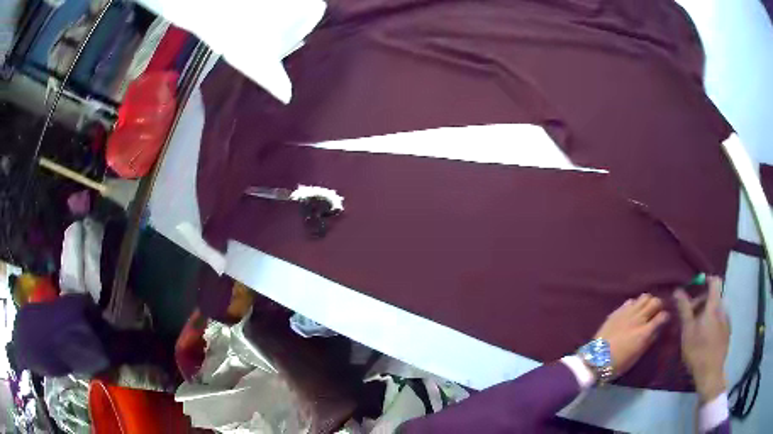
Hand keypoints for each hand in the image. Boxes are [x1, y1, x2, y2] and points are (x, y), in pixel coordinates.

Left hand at [593, 293, 669, 379]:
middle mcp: (638, 319)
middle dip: (658, 305)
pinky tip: (632, 312)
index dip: (665, 317)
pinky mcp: (617, 311)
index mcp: (644, 332)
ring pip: (644, 297)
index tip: (665, 320)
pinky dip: (634, 305)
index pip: (662, 316)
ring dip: (647, 302)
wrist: (595, 360)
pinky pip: (630, 301)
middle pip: (655, 301)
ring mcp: (627, 313)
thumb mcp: (637, 355)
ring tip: (645, 310)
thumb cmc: (618, 363)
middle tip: (656, 312)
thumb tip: (657, 329)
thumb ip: (649, 340)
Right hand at [674, 276, 729, 402]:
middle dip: (702, 303)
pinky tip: (705, 339)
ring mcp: (727, 320)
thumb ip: (684, 309)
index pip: (714, 281)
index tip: (695, 288)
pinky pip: (720, 320)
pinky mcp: (727, 332)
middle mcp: (723, 308)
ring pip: (716, 310)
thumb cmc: (698, 351)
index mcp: (714, 305)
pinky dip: (712, 324)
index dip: (706, 280)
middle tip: (690, 317)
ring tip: (697, 330)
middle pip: (714, 296)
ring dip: (707, 314)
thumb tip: (677, 290)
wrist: (711, 373)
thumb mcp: (687, 331)